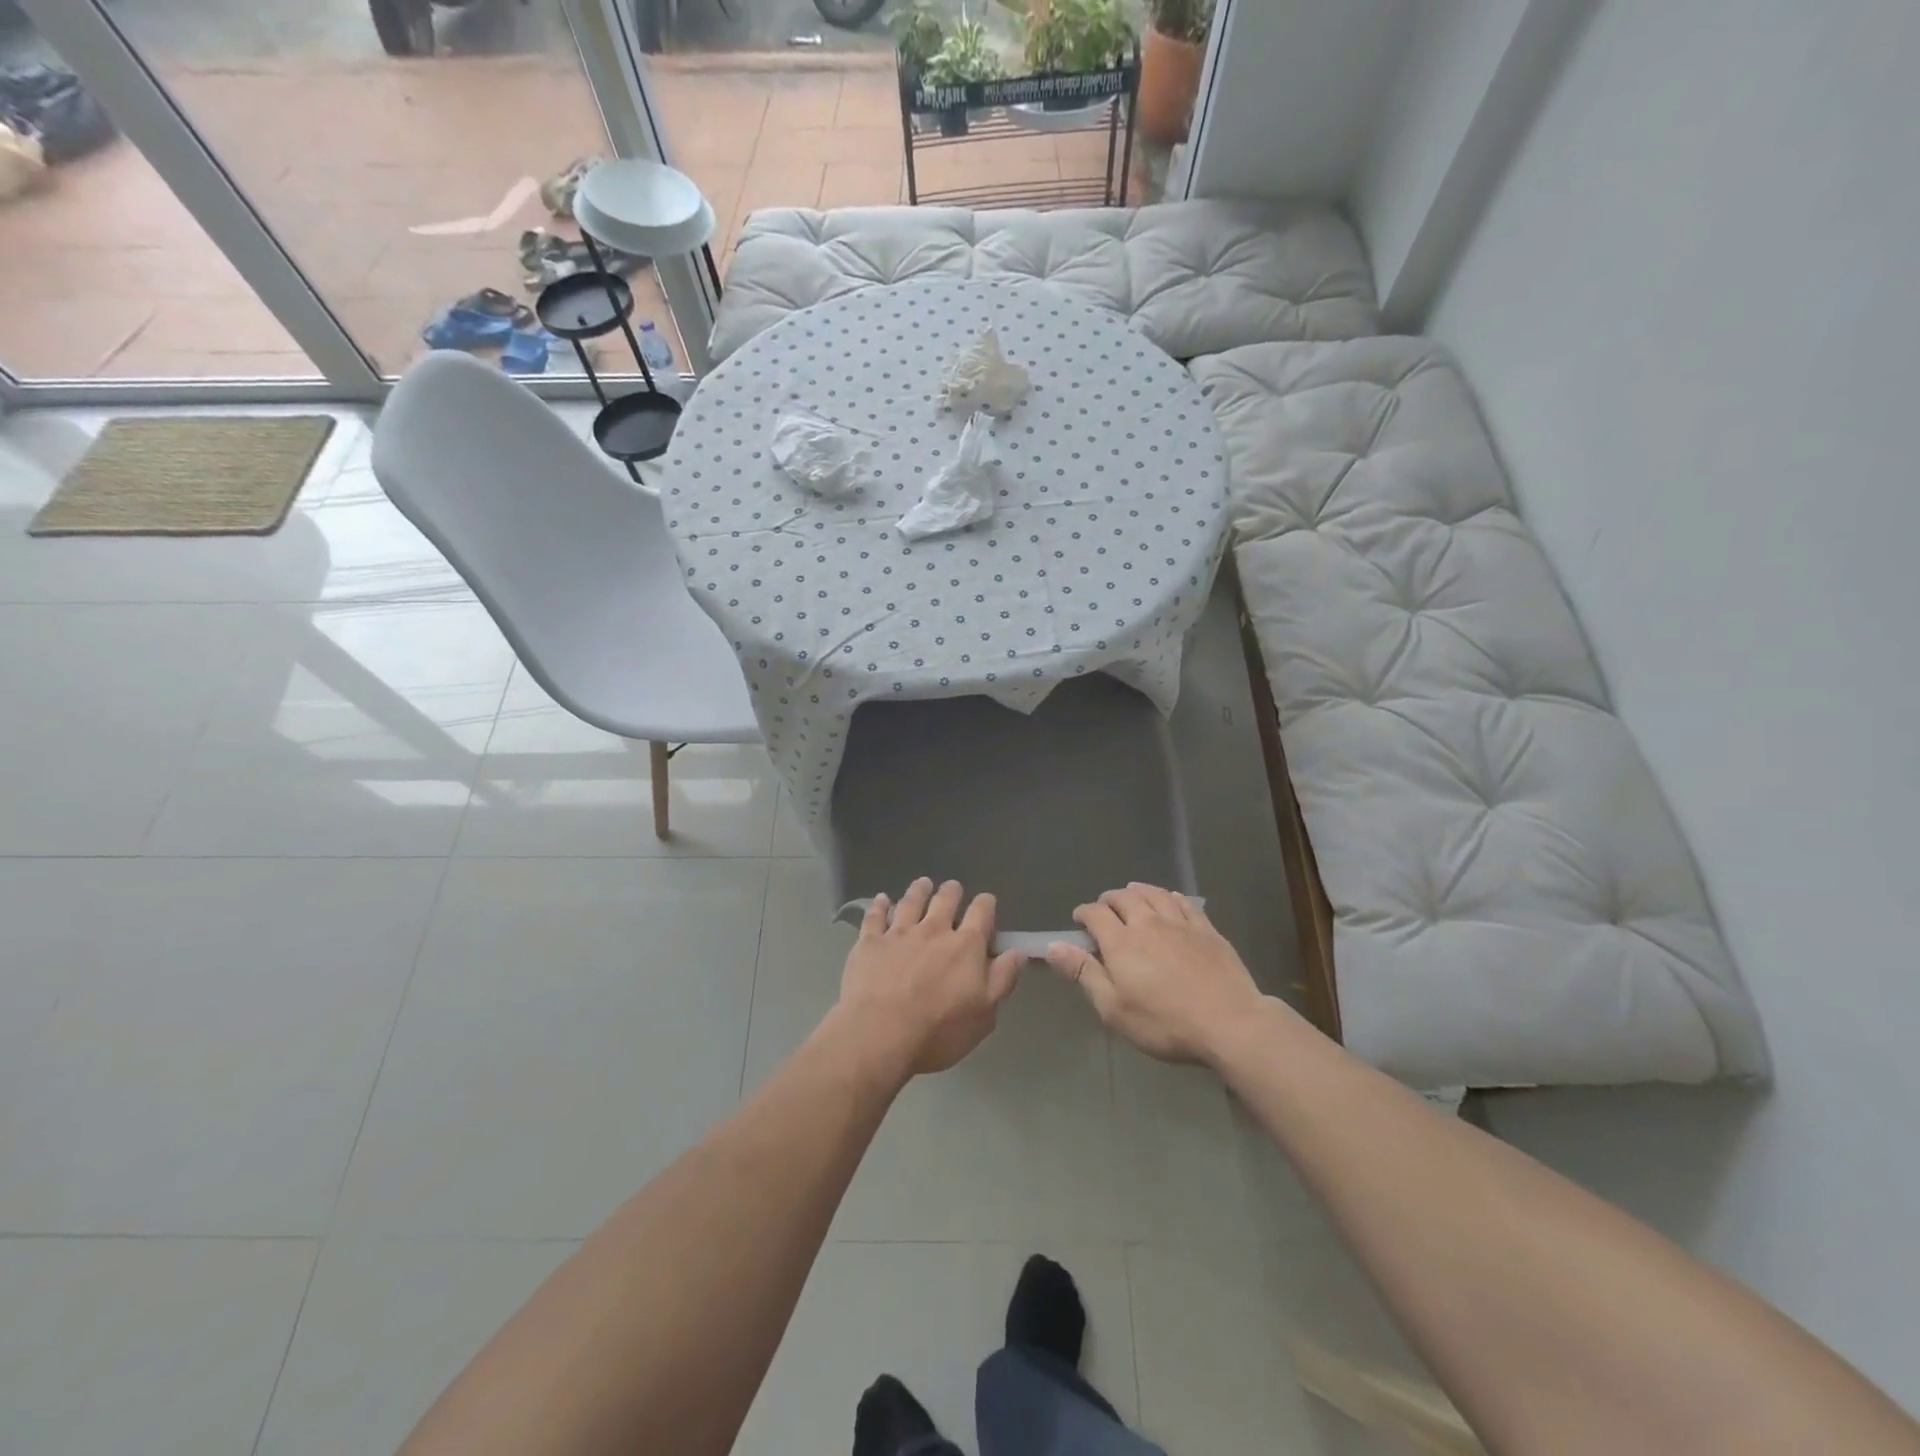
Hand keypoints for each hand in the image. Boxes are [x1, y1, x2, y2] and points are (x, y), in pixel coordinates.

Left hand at [834, 878, 1025, 1077]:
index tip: (986, 902)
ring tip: (923, 883)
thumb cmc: (939, 1030)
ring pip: (911, 902)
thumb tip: (1018, 952)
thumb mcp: (984, 1013)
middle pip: (945, 900)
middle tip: (952, 888)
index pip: (981, 913)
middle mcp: (934, 930)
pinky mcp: (870, 942)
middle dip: (952, 891)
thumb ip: (1002, 979)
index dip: (986, 904)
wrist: (880, 1033)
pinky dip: (879, 905)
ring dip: (919, 890)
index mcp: (965, 946)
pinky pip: (875, 916)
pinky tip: (882, 899)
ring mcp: (899, 933)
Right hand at [1046, 883, 1267, 1063]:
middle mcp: (1148, 922)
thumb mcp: (1114, 1008)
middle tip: (1104, 907)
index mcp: (1121, 941)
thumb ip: (1084, 973)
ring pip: (1154, 894)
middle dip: (1109, 899)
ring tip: (1131, 893)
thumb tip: (1053, 946)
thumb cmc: (1164, 1023)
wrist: (1229, 1023)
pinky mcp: (1207, 929)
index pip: (1096, 914)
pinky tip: (1170, 899)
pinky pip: (1184, 902)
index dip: (1084, 913)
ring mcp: (1180, 923)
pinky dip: (1170, 896)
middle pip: (1124, 897)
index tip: (1079, 920)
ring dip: (1138, 891)